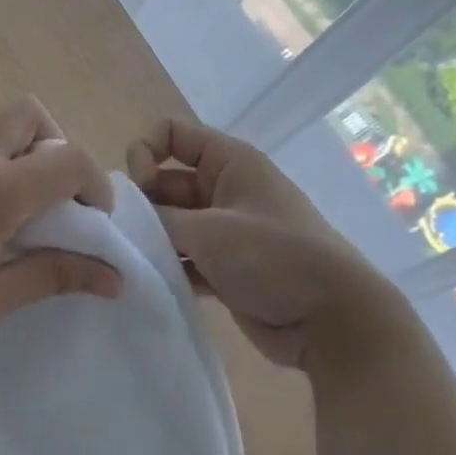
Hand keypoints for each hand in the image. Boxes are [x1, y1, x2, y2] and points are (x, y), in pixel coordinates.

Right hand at [126, 119, 406, 369]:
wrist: (332, 321)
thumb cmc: (273, 258)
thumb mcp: (208, 230)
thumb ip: (158, 218)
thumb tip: (124, 218)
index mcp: (229, 162)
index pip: (171, 133)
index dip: (144, 152)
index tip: (138, 189)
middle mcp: (225, 188)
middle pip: (165, 180)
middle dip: (142, 204)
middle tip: (127, 235)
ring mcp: (226, 230)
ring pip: (172, 222)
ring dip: (152, 239)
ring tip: (134, 261)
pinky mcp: (225, 267)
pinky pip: (184, 256)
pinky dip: (168, 266)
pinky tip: (151, 282)